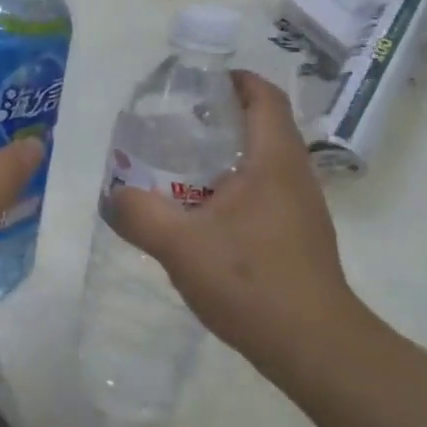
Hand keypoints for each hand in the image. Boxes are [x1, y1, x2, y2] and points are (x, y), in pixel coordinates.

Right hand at [104, 70, 378, 371]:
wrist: (313, 346)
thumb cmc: (251, 282)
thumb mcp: (181, 246)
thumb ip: (140, 215)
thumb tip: (113, 197)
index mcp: (273, 160)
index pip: (264, 97)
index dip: (235, 80)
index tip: (198, 82)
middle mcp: (295, 175)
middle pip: (264, 125)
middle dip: (222, 117)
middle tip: (176, 125)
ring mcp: (302, 207)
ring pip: (264, 161)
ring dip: (227, 155)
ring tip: (182, 167)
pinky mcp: (300, 236)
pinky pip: (266, 191)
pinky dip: (235, 186)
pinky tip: (204, 215)